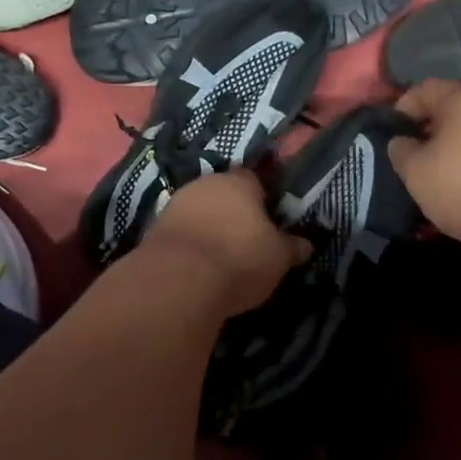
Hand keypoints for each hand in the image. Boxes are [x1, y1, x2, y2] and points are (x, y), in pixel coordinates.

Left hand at [135, 171, 311, 316]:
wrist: (177, 280)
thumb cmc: (239, 259)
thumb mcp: (278, 258)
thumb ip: (292, 247)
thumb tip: (306, 244)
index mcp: (239, 182)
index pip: (256, 179)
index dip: (264, 199)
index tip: (271, 221)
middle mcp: (205, 184)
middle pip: (224, 194)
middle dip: (234, 213)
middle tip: (247, 240)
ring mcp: (175, 204)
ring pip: (200, 211)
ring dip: (209, 227)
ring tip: (222, 256)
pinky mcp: (155, 228)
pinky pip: (181, 232)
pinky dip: (191, 243)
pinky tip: (198, 265)